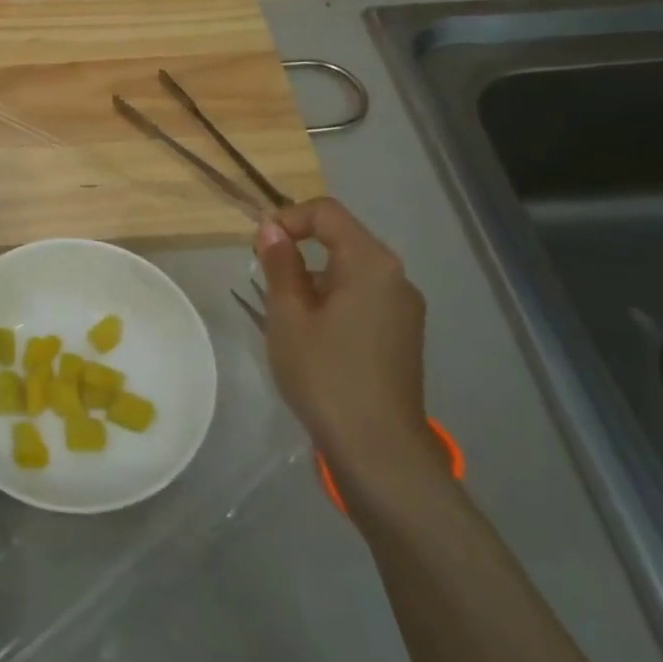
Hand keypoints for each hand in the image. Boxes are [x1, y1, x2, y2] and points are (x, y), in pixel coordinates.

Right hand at [255, 198, 438, 501]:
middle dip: (298, 251)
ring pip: (350, 272)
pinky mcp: (403, 334)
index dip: (288, 218)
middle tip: (264, 282)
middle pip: (341, 239)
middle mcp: (395, 277)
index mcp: (371, 263)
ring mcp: (404, 307)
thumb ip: (279, 264)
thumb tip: (271, 228)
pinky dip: (332, 301)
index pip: (327, 212)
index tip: (258, 248)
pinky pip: (362, 298)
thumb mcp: (288, 316)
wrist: (378, 449)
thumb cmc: (326, 375)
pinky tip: (312, 337)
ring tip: (284, 317)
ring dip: (313, 279)